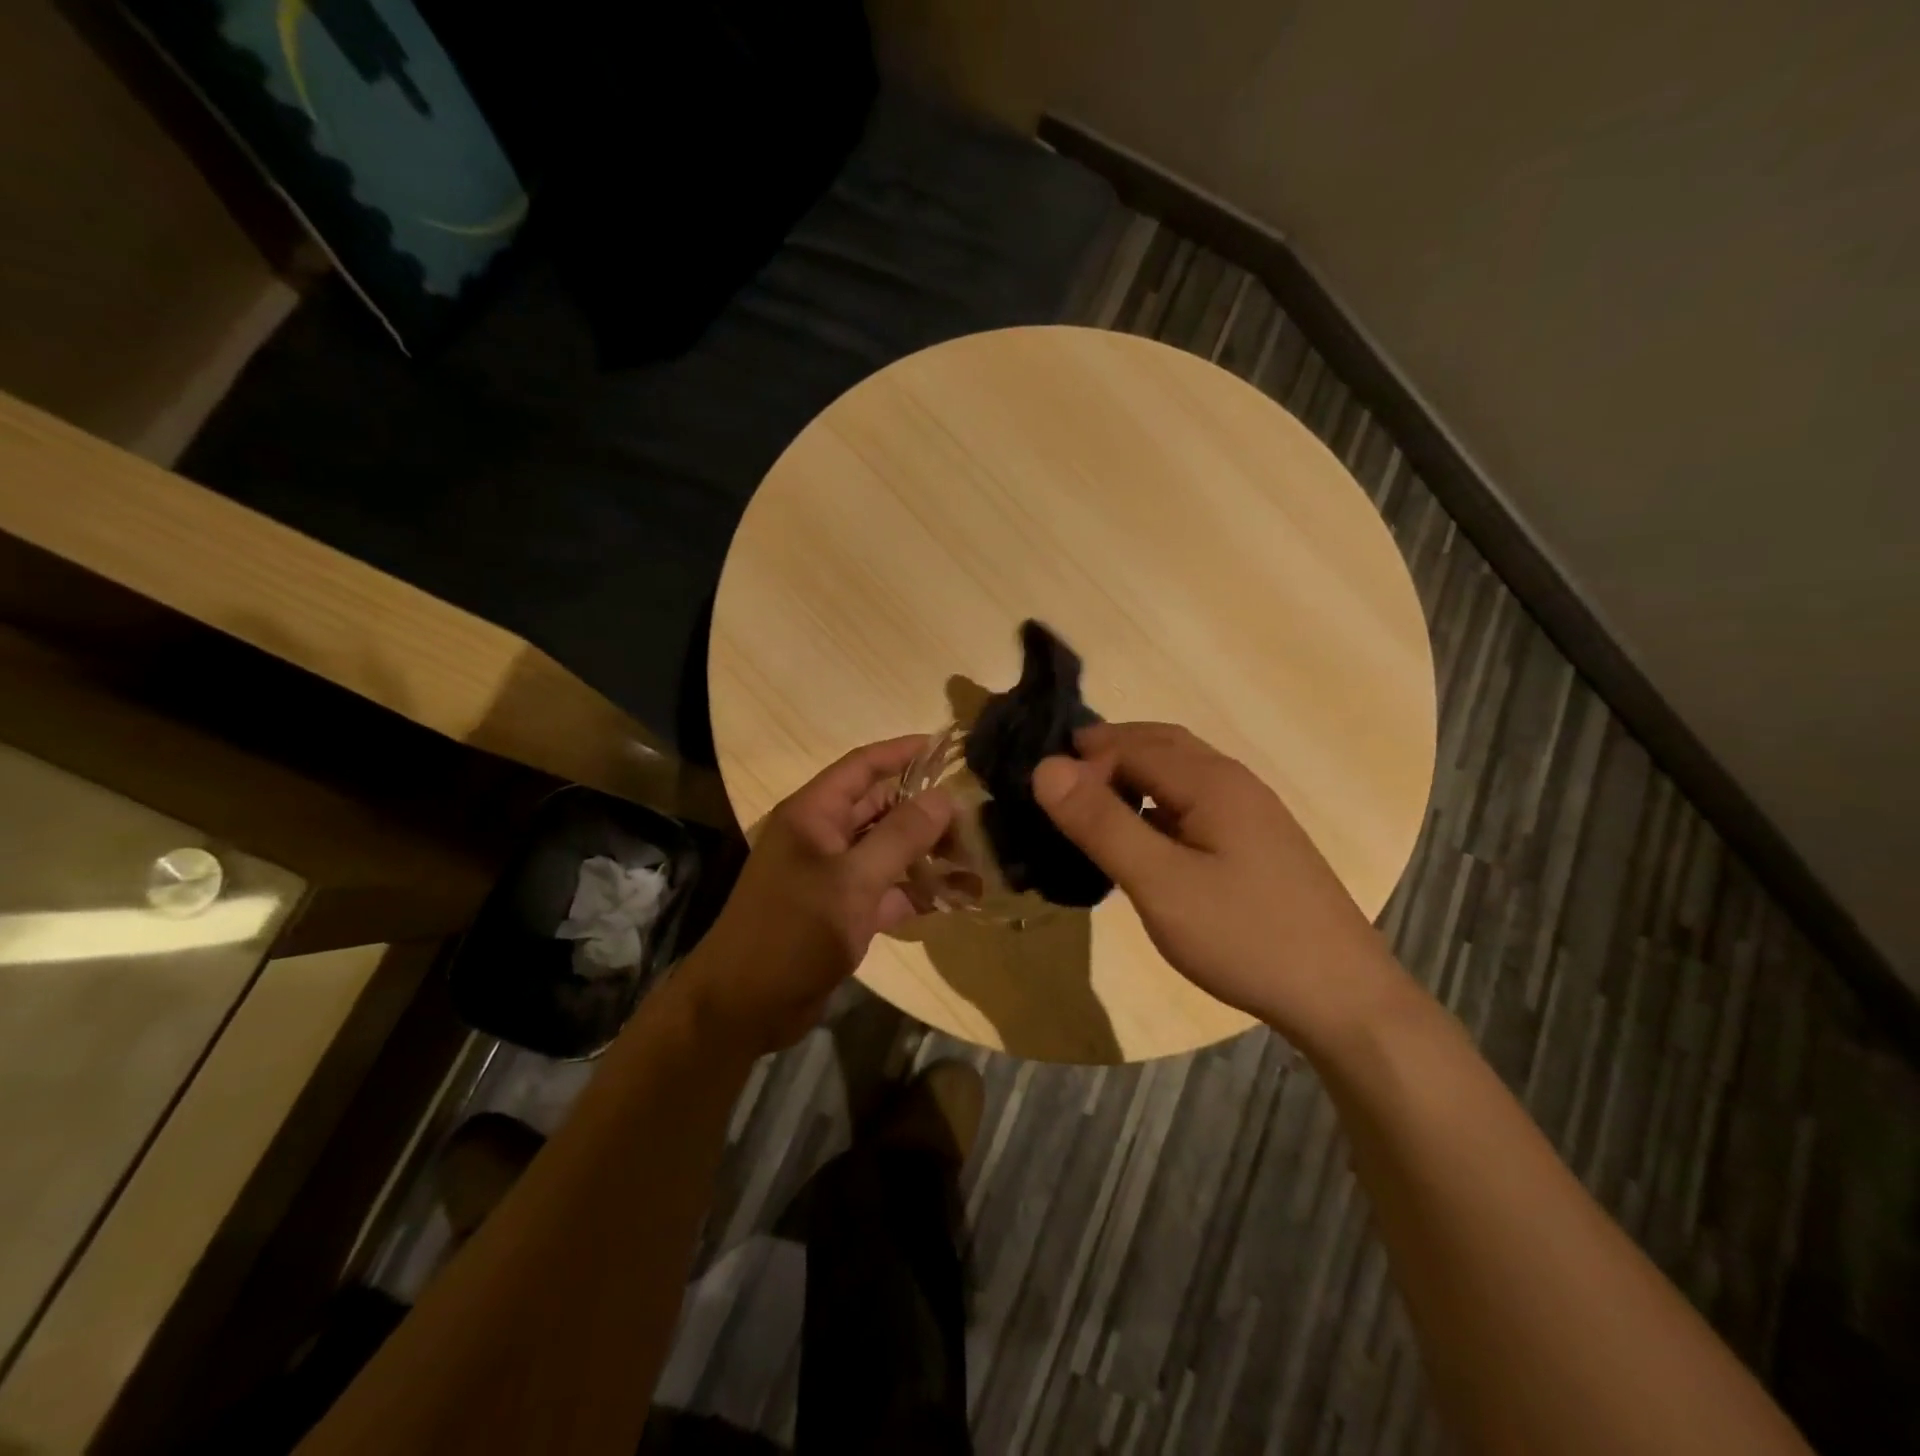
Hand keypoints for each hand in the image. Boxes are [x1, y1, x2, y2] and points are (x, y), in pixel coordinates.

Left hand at [682, 737, 953, 1054]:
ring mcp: (832, 874)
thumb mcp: (853, 881)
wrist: (745, 1006)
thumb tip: (945, 797)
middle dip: (926, 811)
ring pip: (888, 850)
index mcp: (814, 813)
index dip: (903, 751)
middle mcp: (823, 835)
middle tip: (974, 819)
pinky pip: (887, 888)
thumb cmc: (794, 932)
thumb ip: (901, 836)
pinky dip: (917, 891)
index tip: (947, 746)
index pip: (863, 765)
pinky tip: (956, 898)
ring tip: (975, 859)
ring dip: (928, 853)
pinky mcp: (843, 910)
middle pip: (881, 807)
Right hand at [1031, 722, 1409, 1047]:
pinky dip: (1156, 806)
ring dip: (1133, 778)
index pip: (1131, 744)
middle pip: (1160, 746)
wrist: (1342, 998)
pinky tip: (1144, 843)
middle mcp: (1234, 782)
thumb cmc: (1245, 936)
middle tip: (1060, 787)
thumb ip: (1101, 823)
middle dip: (1107, 753)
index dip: (1083, 759)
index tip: (1044, 796)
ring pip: (1179, 775)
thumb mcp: (1160, 883)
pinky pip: (1194, 805)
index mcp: (1211, 780)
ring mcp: (1252, 813)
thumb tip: (1046, 768)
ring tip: (1093, 811)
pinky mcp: (1258, 844)